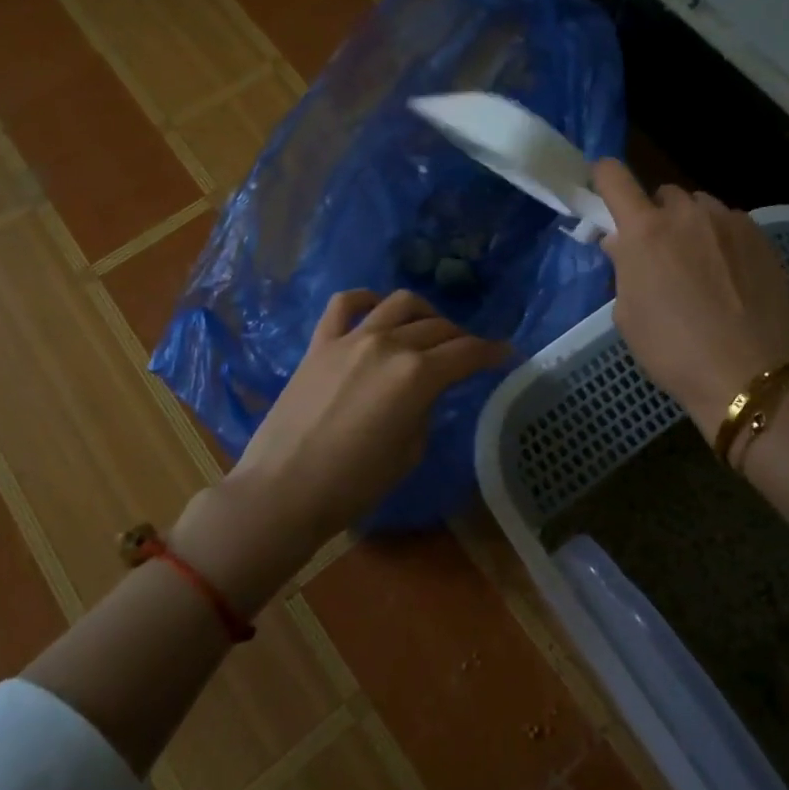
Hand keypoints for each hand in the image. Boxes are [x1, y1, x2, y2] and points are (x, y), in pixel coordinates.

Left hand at [230, 290, 508, 542]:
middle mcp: (389, 344)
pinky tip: (376, 309)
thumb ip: (424, 409)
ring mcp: (352, 338)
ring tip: (429, 329)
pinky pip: (346, 304)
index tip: (505, 353)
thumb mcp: (409, 452)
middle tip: (469, 352)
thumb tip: (425, 391)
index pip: (467, 353)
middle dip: (462, 338)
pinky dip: (367, 299)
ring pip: (400, 303)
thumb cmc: (353, 485)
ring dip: (425, 312)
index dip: (492, 352)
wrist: (282, 490)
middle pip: (438, 327)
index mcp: (417, 375)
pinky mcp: (320, 342)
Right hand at [593, 159, 788, 438]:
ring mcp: (730, 222)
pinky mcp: (762, 238)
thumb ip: (623, 268)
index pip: (614, 177)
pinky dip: (722, 239)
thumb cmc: (673, 351)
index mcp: (645, 231)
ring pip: (701, 207)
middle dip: (655, 215)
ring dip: (691, 225)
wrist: (748, 375)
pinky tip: (730, 275)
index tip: (602, 189)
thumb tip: (622, 243)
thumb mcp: (627, 315)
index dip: (603, 177)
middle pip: (663, 194)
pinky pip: (732, 224)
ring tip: (699, 263)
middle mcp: (687, 214)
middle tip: (658, 251)